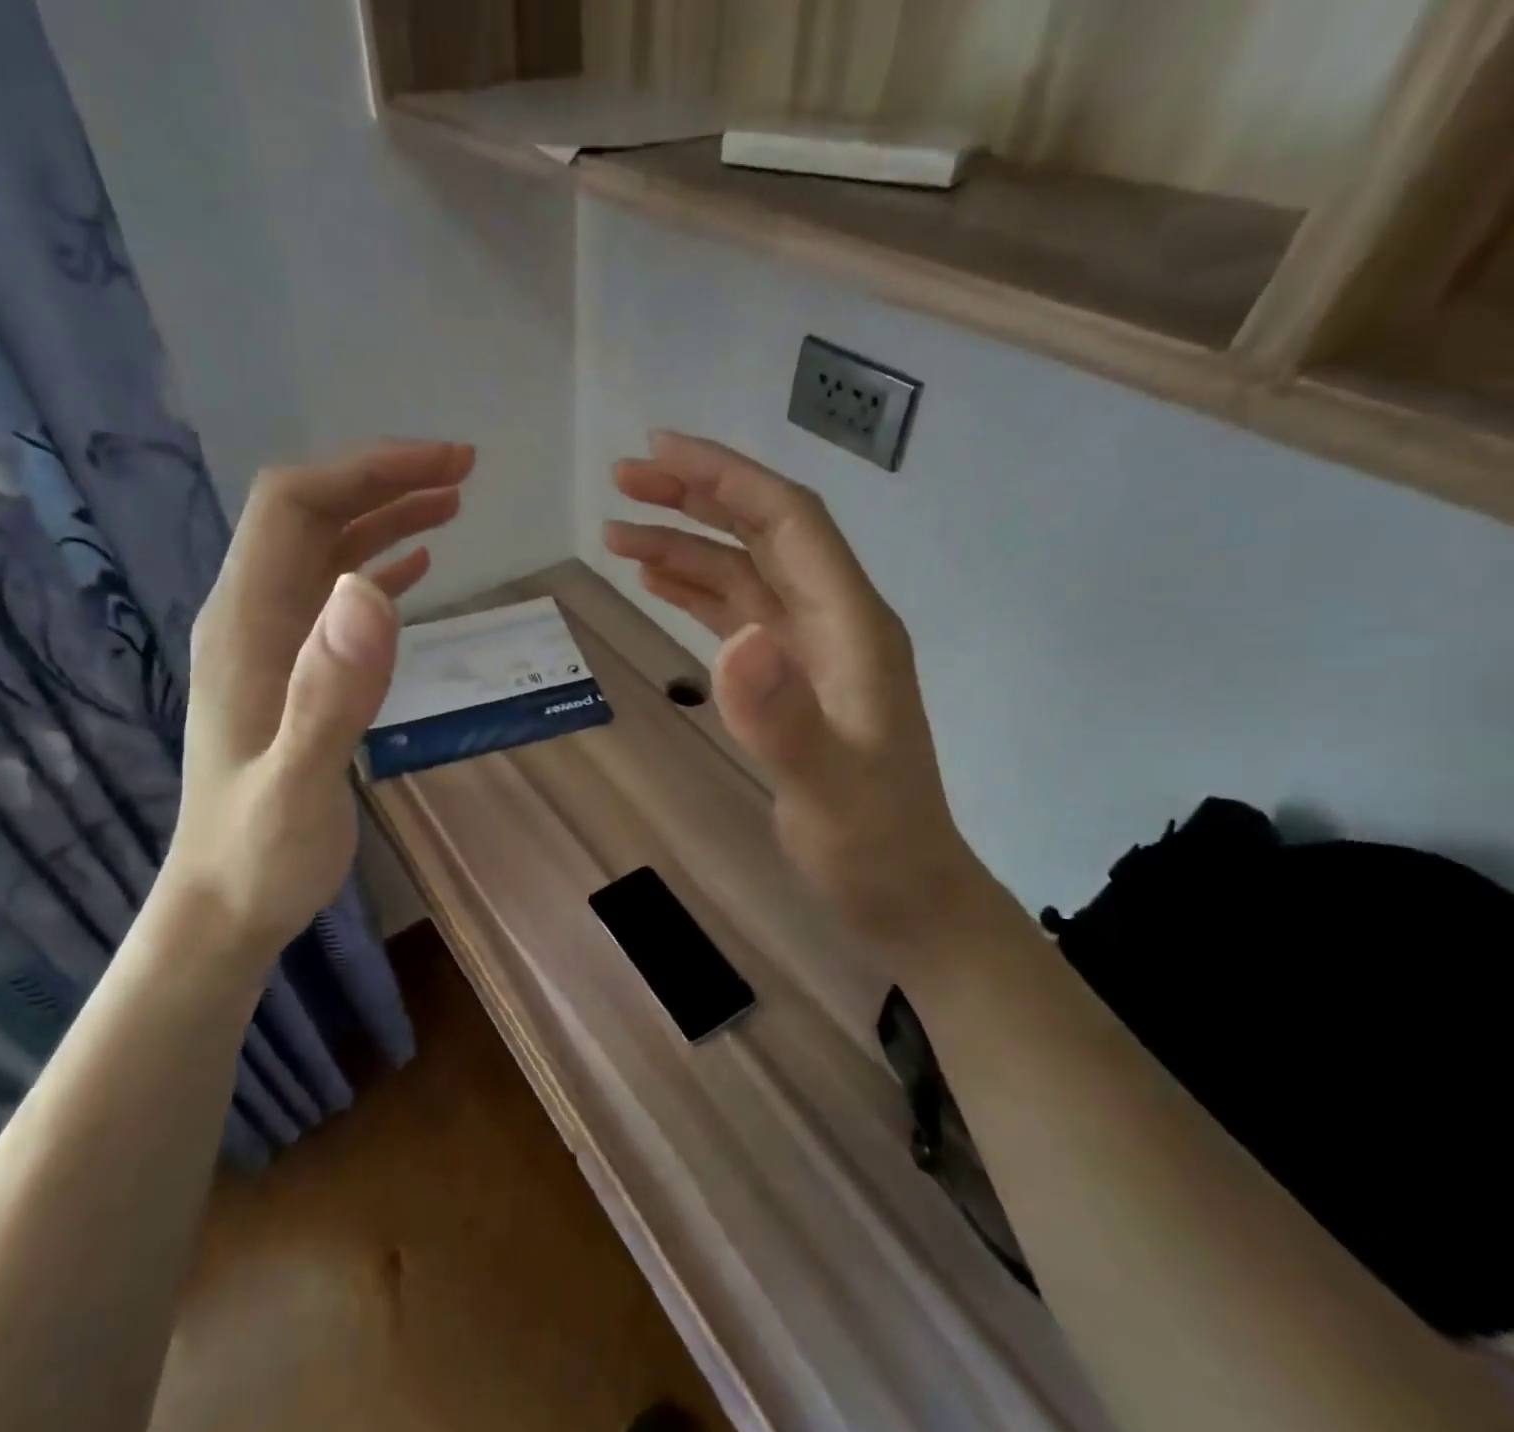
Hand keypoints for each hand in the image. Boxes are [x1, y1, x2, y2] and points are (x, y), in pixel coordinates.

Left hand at [163, 440, 472, 953]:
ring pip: (327, 551)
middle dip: (384, 480)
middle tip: (463, 470)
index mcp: (245, 623)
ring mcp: (272, 644)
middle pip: (312, 515)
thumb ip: (331, 692)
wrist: (226, 903)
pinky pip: (335, 598)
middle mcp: (251, 617)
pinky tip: (418, 566)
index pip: (294, 506)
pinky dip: (379, 568)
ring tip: (453, 502)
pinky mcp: (294, 672)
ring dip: (386, 517)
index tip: (442, 465)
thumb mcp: (299, 783)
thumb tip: (371, 589)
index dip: (366, 471)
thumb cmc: (260, 853)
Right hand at [603, 431, 1002, 951]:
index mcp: (851, 625)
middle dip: (694, 498)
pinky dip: (696, 592)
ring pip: (742, 575)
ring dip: (683, 547)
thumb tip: (733, 642)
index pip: (788, 522)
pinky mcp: (788, 682)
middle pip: (761, 534)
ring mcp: (808, 652)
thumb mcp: (826, 788)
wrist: (903, 891)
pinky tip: (658, 584)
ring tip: (617, 534)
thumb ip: (782, 717)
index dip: (725, 478)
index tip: (659, 452)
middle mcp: (831, 622)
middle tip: (621, 480)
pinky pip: (737, 617)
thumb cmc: (871, 843)